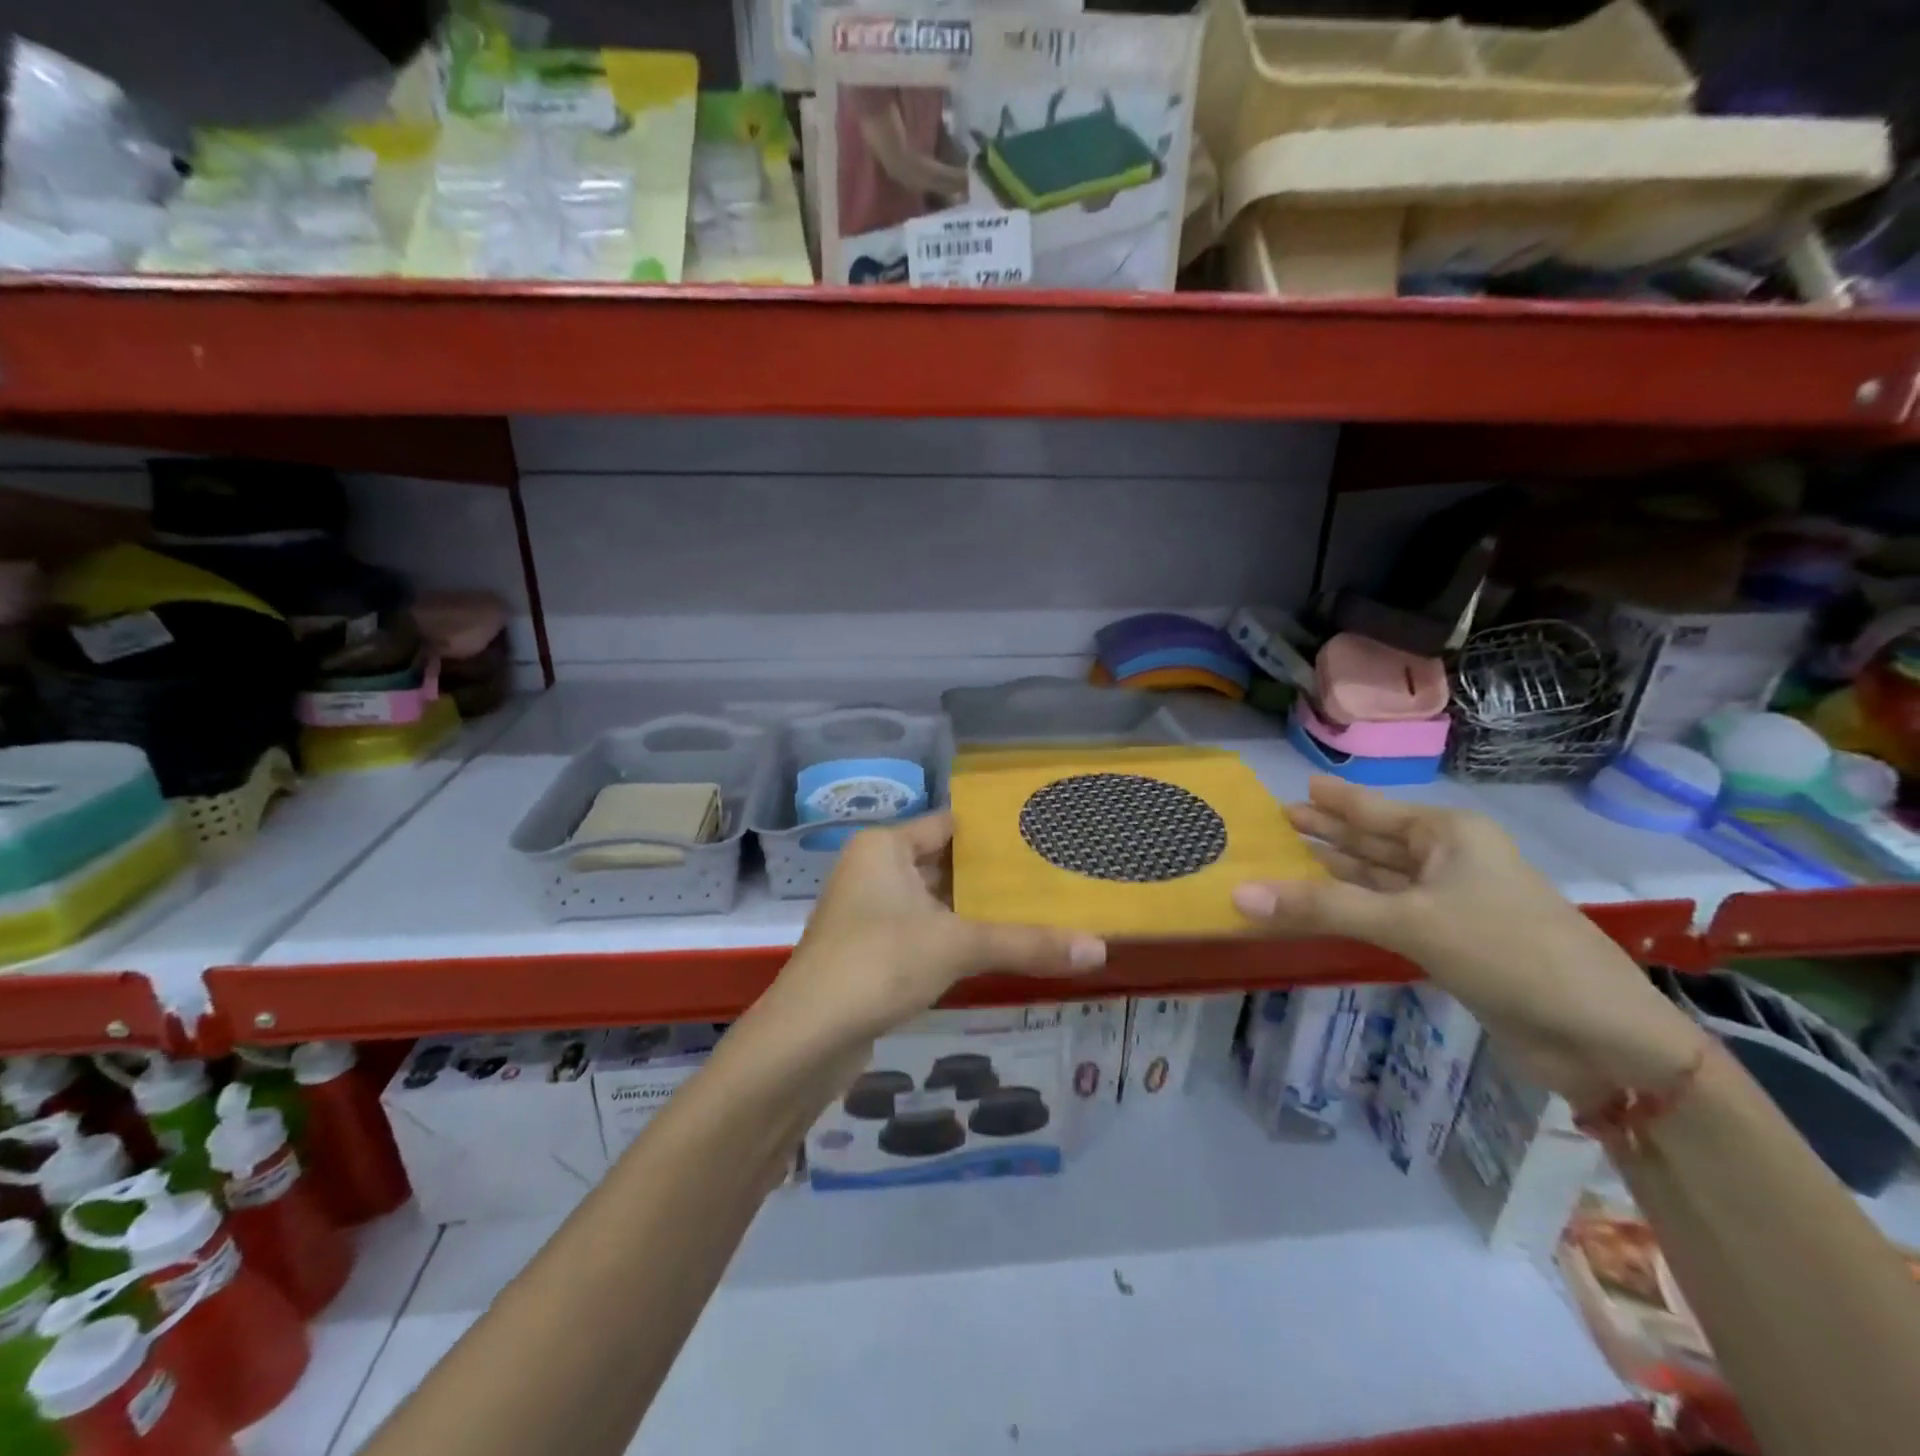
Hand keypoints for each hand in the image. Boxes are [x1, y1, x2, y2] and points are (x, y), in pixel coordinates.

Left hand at [762, 813, 1105, 1050]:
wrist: (807, 1037)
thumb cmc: (879, 963)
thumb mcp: (958, 945)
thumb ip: (1026, 943)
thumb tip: (1100, 950)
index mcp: (885, 846)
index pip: (951, 824)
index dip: (995, 832)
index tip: (1044, 836)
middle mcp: (874, 869)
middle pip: (946, 862)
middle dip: (993, 874)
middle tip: (1053, 874)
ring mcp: (870, 911)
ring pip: (937, 901)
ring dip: (977, 909)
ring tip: (1038, 908)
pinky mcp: (872, 950)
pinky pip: (925, 930)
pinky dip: (958, 936)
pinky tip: (998, 947)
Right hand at [1232, 776, 1702, 1107]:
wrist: (1601, 1035)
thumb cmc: (1507, 952)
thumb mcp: (1410, 922)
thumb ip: (1322, 907)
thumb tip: (1238, 894)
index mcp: (1449, 834)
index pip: (1374, 809)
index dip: (1335, 800)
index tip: (1297, 787)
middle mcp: (1450, 859)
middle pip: (1374, 841)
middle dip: (1327, 833)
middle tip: (1277, 823)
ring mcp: (1452, 902)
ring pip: (1379, 879)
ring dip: (1335, 874)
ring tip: (1287, 862)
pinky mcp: (1452, 941)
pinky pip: (1387, 913)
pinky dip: (1353, 909)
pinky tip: (1323, 908)